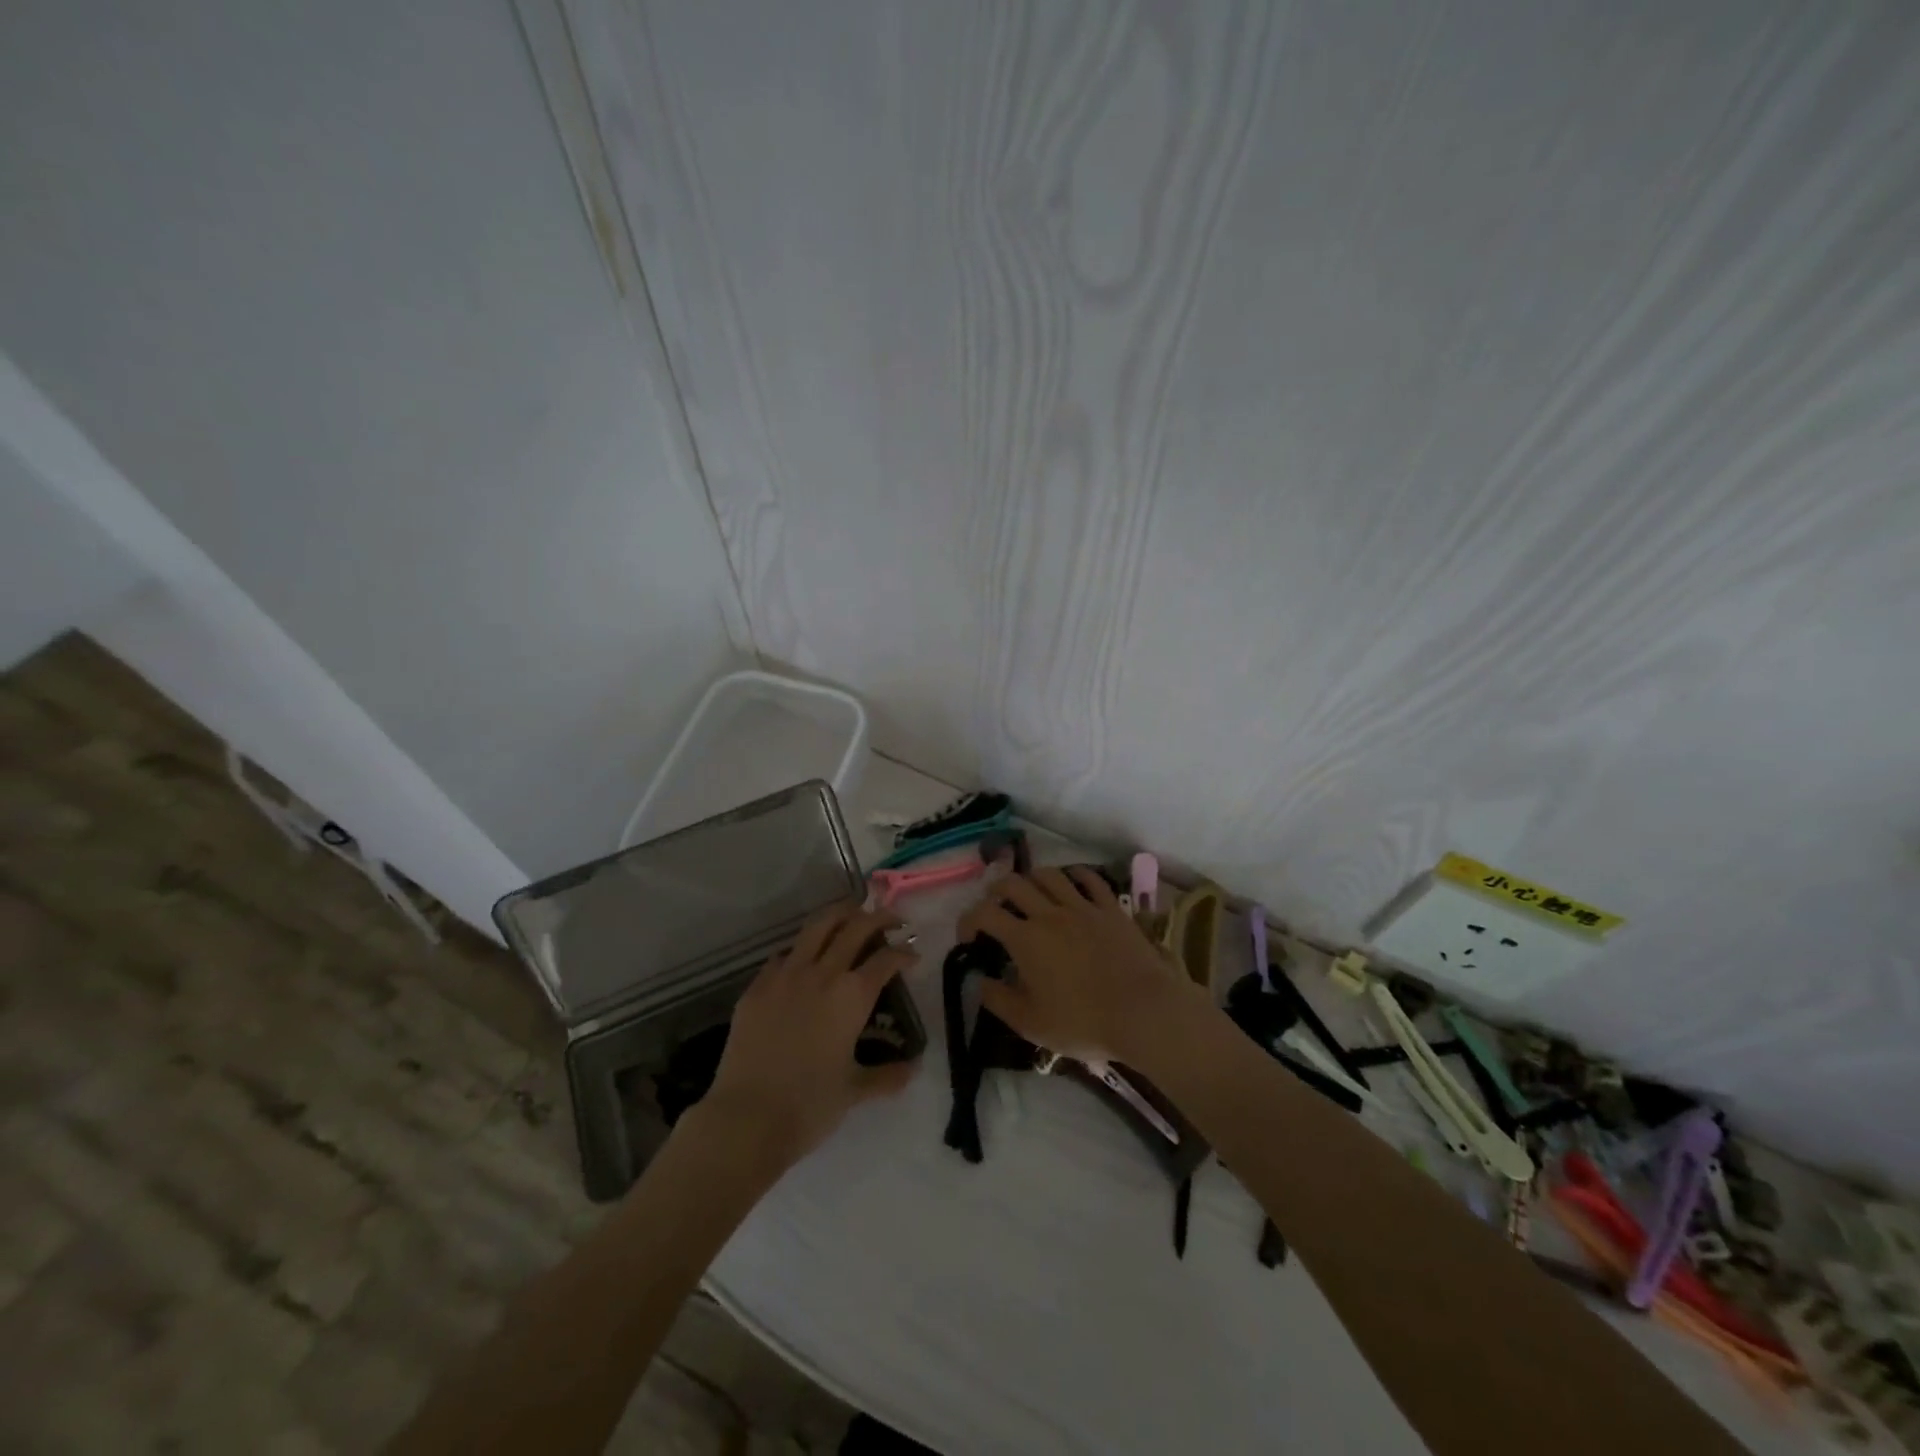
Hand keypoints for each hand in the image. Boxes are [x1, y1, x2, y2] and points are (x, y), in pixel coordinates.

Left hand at [701, 903, 920, 1167]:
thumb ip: (887, 1076)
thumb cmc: (808, 1105)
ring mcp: (786, 974)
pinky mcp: (757, 985)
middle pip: (856, 928)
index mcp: (852, 995)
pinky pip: (784, 954)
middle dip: (879, 918)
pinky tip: (804, 958)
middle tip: (891, 920)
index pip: (887, 959)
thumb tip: (913, 1069)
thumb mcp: (854, 1091)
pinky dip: (801, 948)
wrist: (747, 1117)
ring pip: (817, 926)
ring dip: (840, 915)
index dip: (904, 952)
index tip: (912, 954)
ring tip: (852, 914)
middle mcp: (823, 973)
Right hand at [957, 867, 1206, 1065]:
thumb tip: (979, 980)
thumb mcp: (1030, 1023)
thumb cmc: (1083, 1022)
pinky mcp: (1111, 909)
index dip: (968, 920)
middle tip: (994, 907)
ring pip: (1049, 875)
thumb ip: (998, 999)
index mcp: (1025, 939)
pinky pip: (1090, 879)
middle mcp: (1049, 914)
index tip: (967, 937)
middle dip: (996, 891)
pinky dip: (1074, 874)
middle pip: (1013, 884)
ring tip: (1029, 893)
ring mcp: (1083, 907)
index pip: (984, 914)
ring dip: (1032, 879)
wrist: (1144, 1012)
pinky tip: (1070, 881)